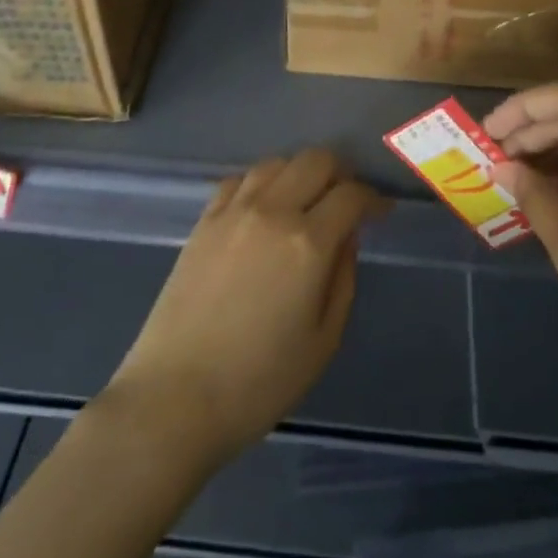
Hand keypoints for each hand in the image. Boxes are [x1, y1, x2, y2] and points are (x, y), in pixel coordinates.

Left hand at [98, 150, 385, 468]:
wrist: (175, 397)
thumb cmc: (259, 381)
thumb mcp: (323, 340)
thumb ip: (342, 277)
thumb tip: (346, 236)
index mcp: (307, 242)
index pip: (351, 195)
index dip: (373, 199)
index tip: (382, 211)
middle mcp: (271, 211)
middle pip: (315, 160)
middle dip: (341, 173)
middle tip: (347, 202)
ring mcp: (233, 211)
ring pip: (277, 162)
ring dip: (300, 173)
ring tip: (306, 201)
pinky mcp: (204, 220)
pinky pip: (240, 179)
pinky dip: (262, 182)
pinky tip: (264, 206)